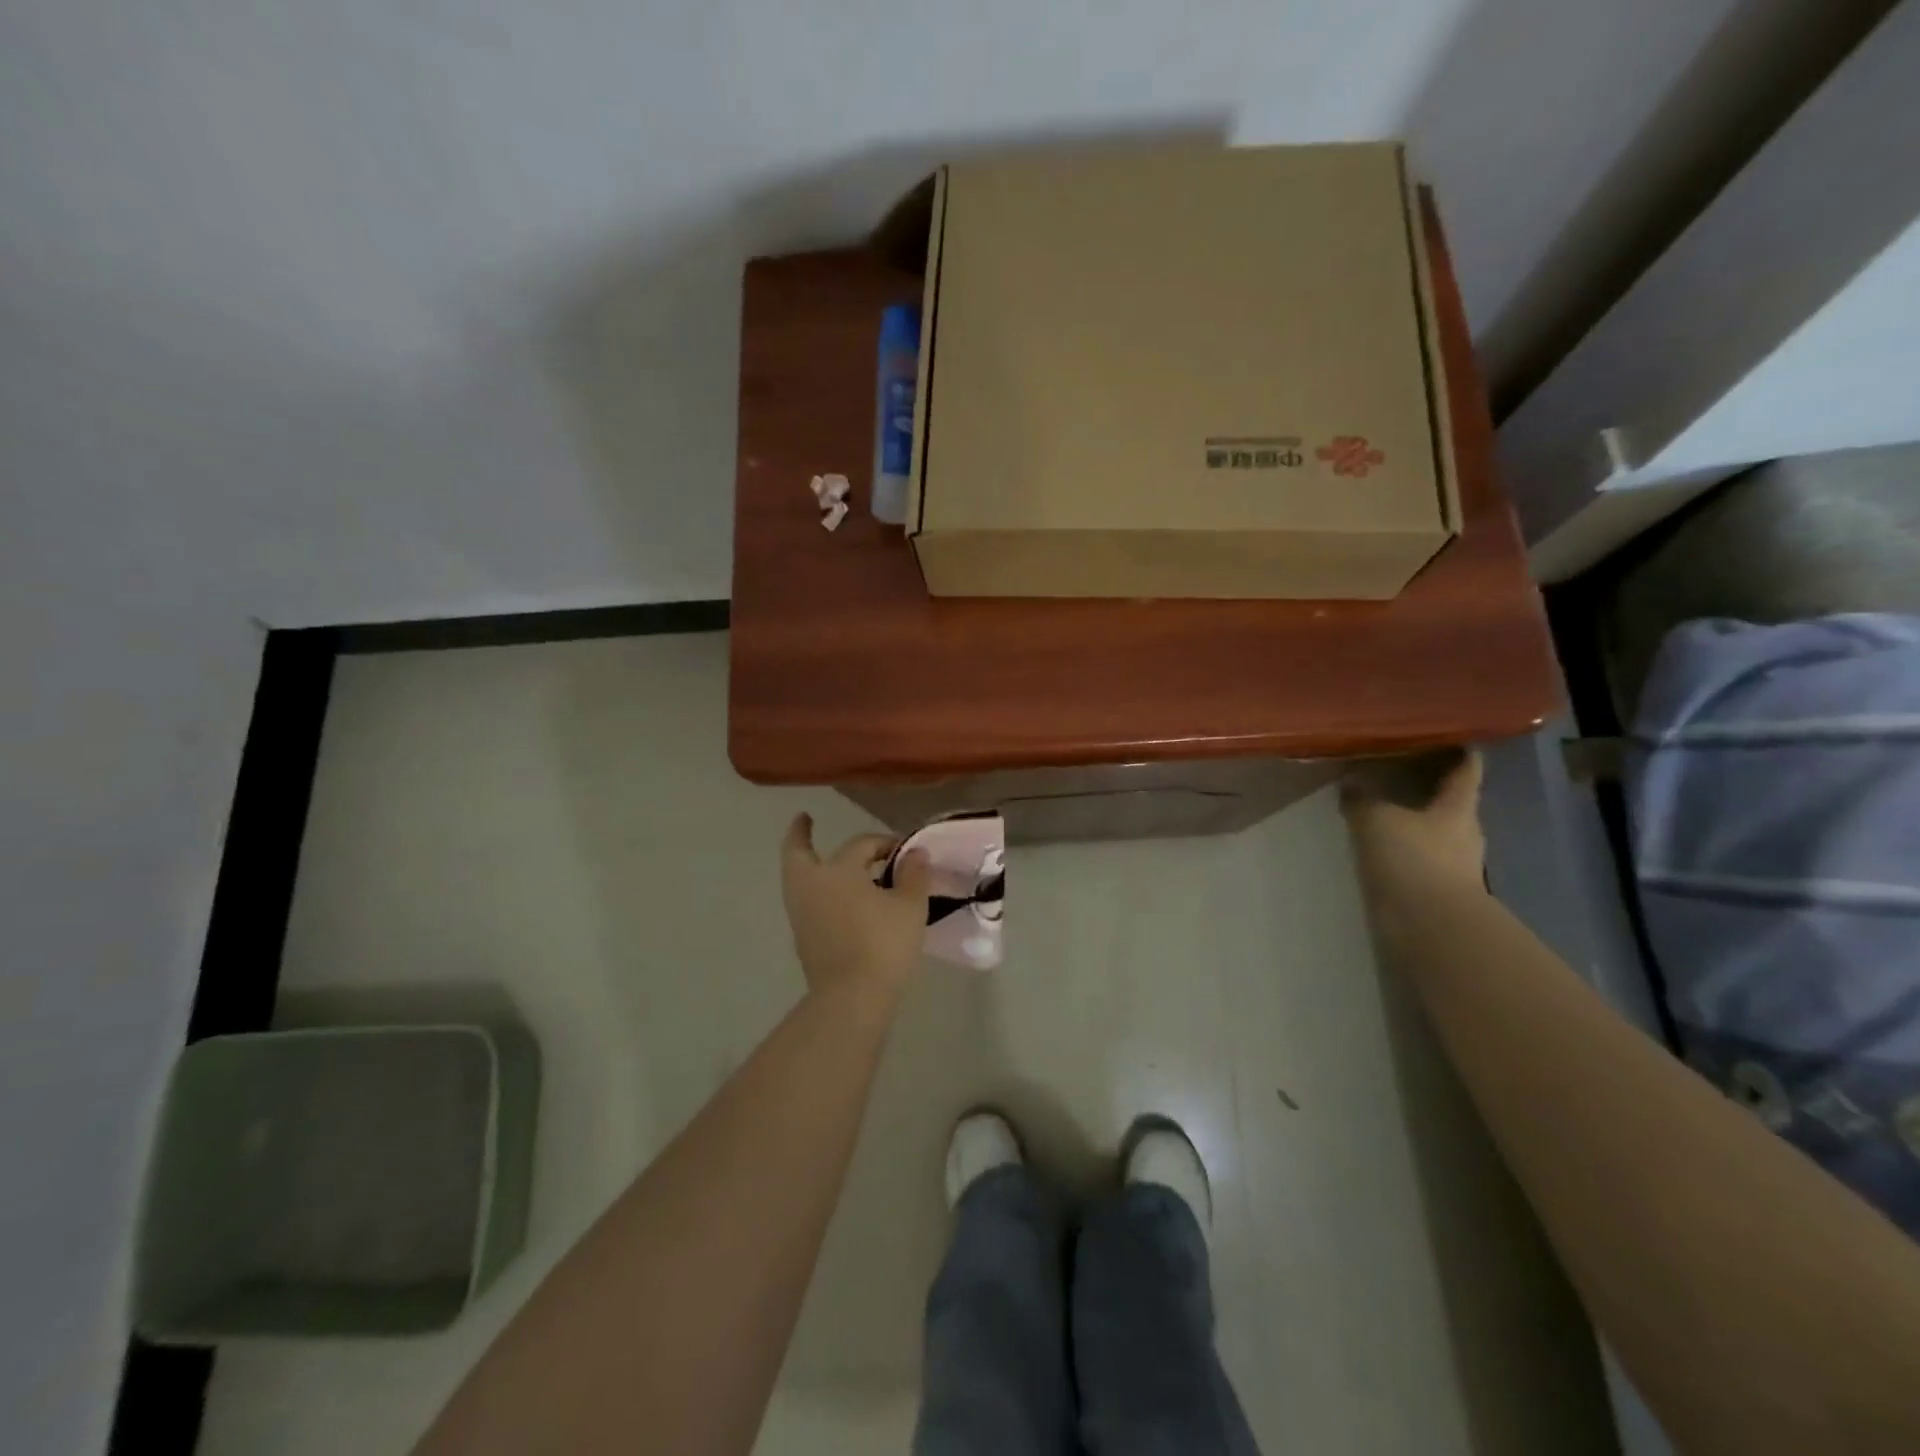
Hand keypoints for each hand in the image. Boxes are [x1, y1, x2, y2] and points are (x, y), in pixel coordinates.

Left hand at [780, 814, 931, 1001]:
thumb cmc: (883, 943)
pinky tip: (837, 898)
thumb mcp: (910, 906)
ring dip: (808, 865)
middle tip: (804, 820)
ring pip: (798, 878)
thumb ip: (914, 874)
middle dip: (800, 834)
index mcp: (837, 870)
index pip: (861, 844)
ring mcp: (801, 914)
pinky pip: (806, 902)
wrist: (852, 997)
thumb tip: (916, 852)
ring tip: (825, 862)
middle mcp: (811, 886)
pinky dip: (817, 891)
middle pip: (797, 852)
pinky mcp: (802, 939)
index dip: (885, 843)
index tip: (905, 852)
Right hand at [1341, 750, 1486, 892]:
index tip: (1453, 736)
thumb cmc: (1413, 860)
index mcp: (1458, 807)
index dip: (1461, 752)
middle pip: (1451, 802)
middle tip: (1400, 769)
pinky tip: (1380, 846)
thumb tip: (1350, 783)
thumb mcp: (1377, 820)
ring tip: (1382, 808)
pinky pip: (1419, 858)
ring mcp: (1453, 864)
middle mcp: (1463, 832)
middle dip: (1430, 787)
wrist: (1431, 926)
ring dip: (1414, 820)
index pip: (1467, 770)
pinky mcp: (1436, 889)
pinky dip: (1403, 849)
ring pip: (1434, 831)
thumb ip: (1362, 800)